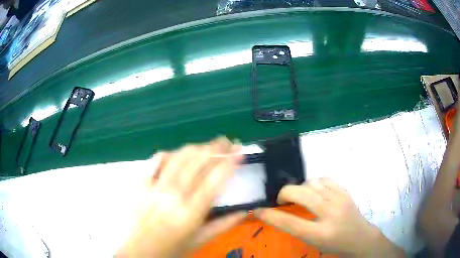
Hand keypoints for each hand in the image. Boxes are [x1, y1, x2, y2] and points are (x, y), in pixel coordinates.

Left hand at [117, 137, 245, 256]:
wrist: (137, 250)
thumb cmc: (170, 249)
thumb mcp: (199, 241)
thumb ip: (224, 225)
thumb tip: (244, 210)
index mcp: (190, 212)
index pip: (215, 179)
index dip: (229, 162)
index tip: (239, 152)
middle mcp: (173, 194)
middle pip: (197, 161)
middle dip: (216, 147)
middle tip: (227, 143)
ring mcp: (154, 186)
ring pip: (179, 156)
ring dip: (197, 147)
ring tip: (208, 146)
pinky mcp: (141, 182)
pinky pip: (156, 160)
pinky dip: (170, 154)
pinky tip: (178, 154)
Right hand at [254, 178, 404, 256]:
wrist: (360, 237)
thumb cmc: (335, 245)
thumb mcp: (314, 242)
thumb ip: (297, 228)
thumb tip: (279, 214)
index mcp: (320, 234)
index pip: (290, 222)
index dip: (270, 215)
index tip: (257, 210)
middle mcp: (330, 214)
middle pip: (301, 194)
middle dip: (284, 193)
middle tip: (282, 201)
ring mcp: (340, 200)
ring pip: (312, 183)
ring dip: (300, 188)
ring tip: (300, 197)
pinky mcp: (345, 191)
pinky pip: (324, 179)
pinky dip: (314, 183)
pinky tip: (314, 190)